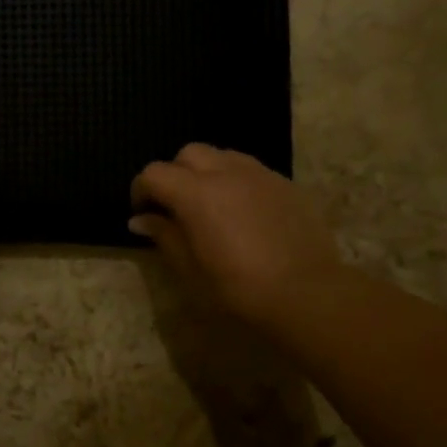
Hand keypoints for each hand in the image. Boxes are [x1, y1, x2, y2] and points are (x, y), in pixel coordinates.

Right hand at [130, 144, 341, 327]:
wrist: (305, 292)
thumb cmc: (237, 288)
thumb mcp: (190, 269)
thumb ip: (164, 236)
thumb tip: (140, 219)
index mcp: (195, 193)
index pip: (154, 173)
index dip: (141, 190)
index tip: (143, 212)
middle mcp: (226, 172)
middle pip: (189, 154)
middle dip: (175, 174)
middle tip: (175, 206)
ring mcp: (259, 174)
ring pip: (222, 155)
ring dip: (207, 172)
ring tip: (210, 205)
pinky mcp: (285, 183)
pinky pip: (251, 170)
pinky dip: (236, 181)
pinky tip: (242, 212)